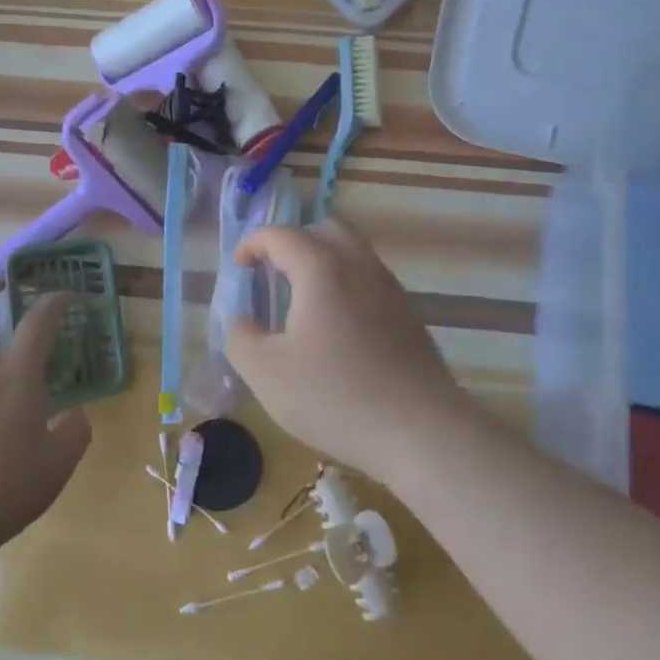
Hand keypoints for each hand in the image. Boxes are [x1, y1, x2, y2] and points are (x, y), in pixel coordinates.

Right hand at [223, 219, 473, 483]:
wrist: (420, 430)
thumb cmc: (335, 396)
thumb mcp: (266, 373)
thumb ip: (241, 338)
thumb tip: (242, 321)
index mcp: (321, 269)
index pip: (281, 235)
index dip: (253, 244)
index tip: (239, 267)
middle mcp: (359, 265)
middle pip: (326, 229)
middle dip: (295, 242)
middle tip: (275, 272)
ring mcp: (390, 289)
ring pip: (354, 253)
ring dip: (324, 262)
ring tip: (303, 300)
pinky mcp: (409, 315)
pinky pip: (371, 280)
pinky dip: (347, 285)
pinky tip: (337, 328)